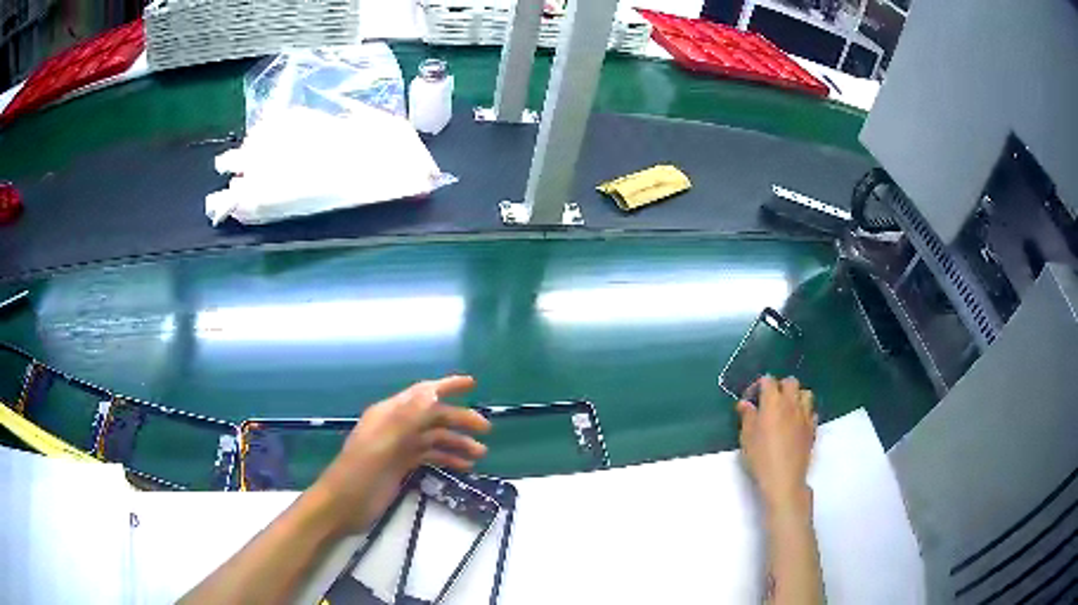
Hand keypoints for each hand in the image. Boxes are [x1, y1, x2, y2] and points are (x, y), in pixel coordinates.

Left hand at [310, 375, 490, 534]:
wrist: (343, 506)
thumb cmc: (360, 473)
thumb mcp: (383, 444)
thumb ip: (407, 418)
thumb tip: (432, 391)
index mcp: (389, 414)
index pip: (422, 393)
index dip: (446, 386)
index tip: (472, 384)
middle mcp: (396, 426)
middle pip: (433, 417)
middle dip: (459, 420)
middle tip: (486, 431)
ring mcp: (399, 447)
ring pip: (434, 438)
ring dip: (456, 443)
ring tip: (480, 454)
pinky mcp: (401, 466)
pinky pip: (429, 456)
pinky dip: (447, 458)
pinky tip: (463, 467)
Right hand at [735, 376, 816, 511]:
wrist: (784, 478)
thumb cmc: (760, 457)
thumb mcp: (746, 437)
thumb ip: (747, 416)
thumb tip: (745, 403)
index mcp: (773, 402)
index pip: (768, 380)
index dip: (759, 386)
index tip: (751, 399)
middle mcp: (791, 403)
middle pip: (790, 382)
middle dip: (780, 387)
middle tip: (770, 402)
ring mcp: (805, 415)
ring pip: (805, 393)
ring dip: (796, 396)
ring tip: (786, 409)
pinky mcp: (813, 428)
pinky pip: (811, 411)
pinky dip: (804, 412)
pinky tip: (796, 423)